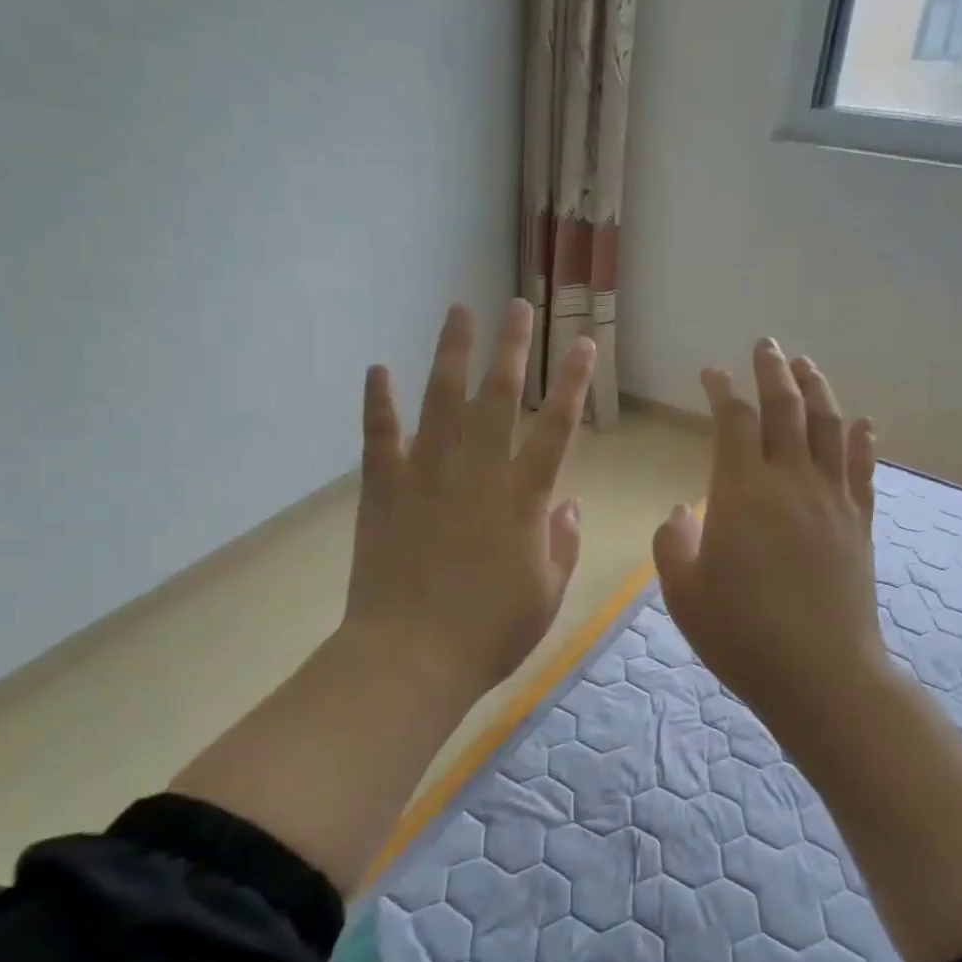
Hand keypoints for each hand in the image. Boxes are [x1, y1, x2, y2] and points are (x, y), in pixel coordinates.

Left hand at [343, 299, 594, 699]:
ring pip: (441, 399)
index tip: (584, 344)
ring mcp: (426, 474)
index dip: (574, 382)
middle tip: (519, 306)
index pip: (557, 426)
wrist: (412, 655)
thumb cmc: (489, 633)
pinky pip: (380, 435)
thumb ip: (562, 544)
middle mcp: (478, 471)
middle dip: (513, 347)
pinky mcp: (384, 488)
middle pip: (499, 396)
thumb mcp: (546, 595)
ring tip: (459, 310)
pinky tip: (378, 369)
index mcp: (523, 497)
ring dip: (451, 352)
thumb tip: (569, 503)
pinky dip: (379, 401)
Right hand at [653, 338, 886, 729]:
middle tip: (766, 345)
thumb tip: (683, 510)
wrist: (820, 674)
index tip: (712, 372)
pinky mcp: (859, 524)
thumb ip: (674, 542)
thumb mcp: (683, 592)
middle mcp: (790, 482)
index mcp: (742, 493)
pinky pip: (861, 470)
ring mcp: (832, 501)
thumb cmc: (740, 634)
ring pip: (827, 428)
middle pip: (785, 409)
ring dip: (817, 390)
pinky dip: (860, 441)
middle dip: (773, 372)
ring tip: (806, 365)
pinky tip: (861, 422)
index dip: (722, 391)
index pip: (733, 422)